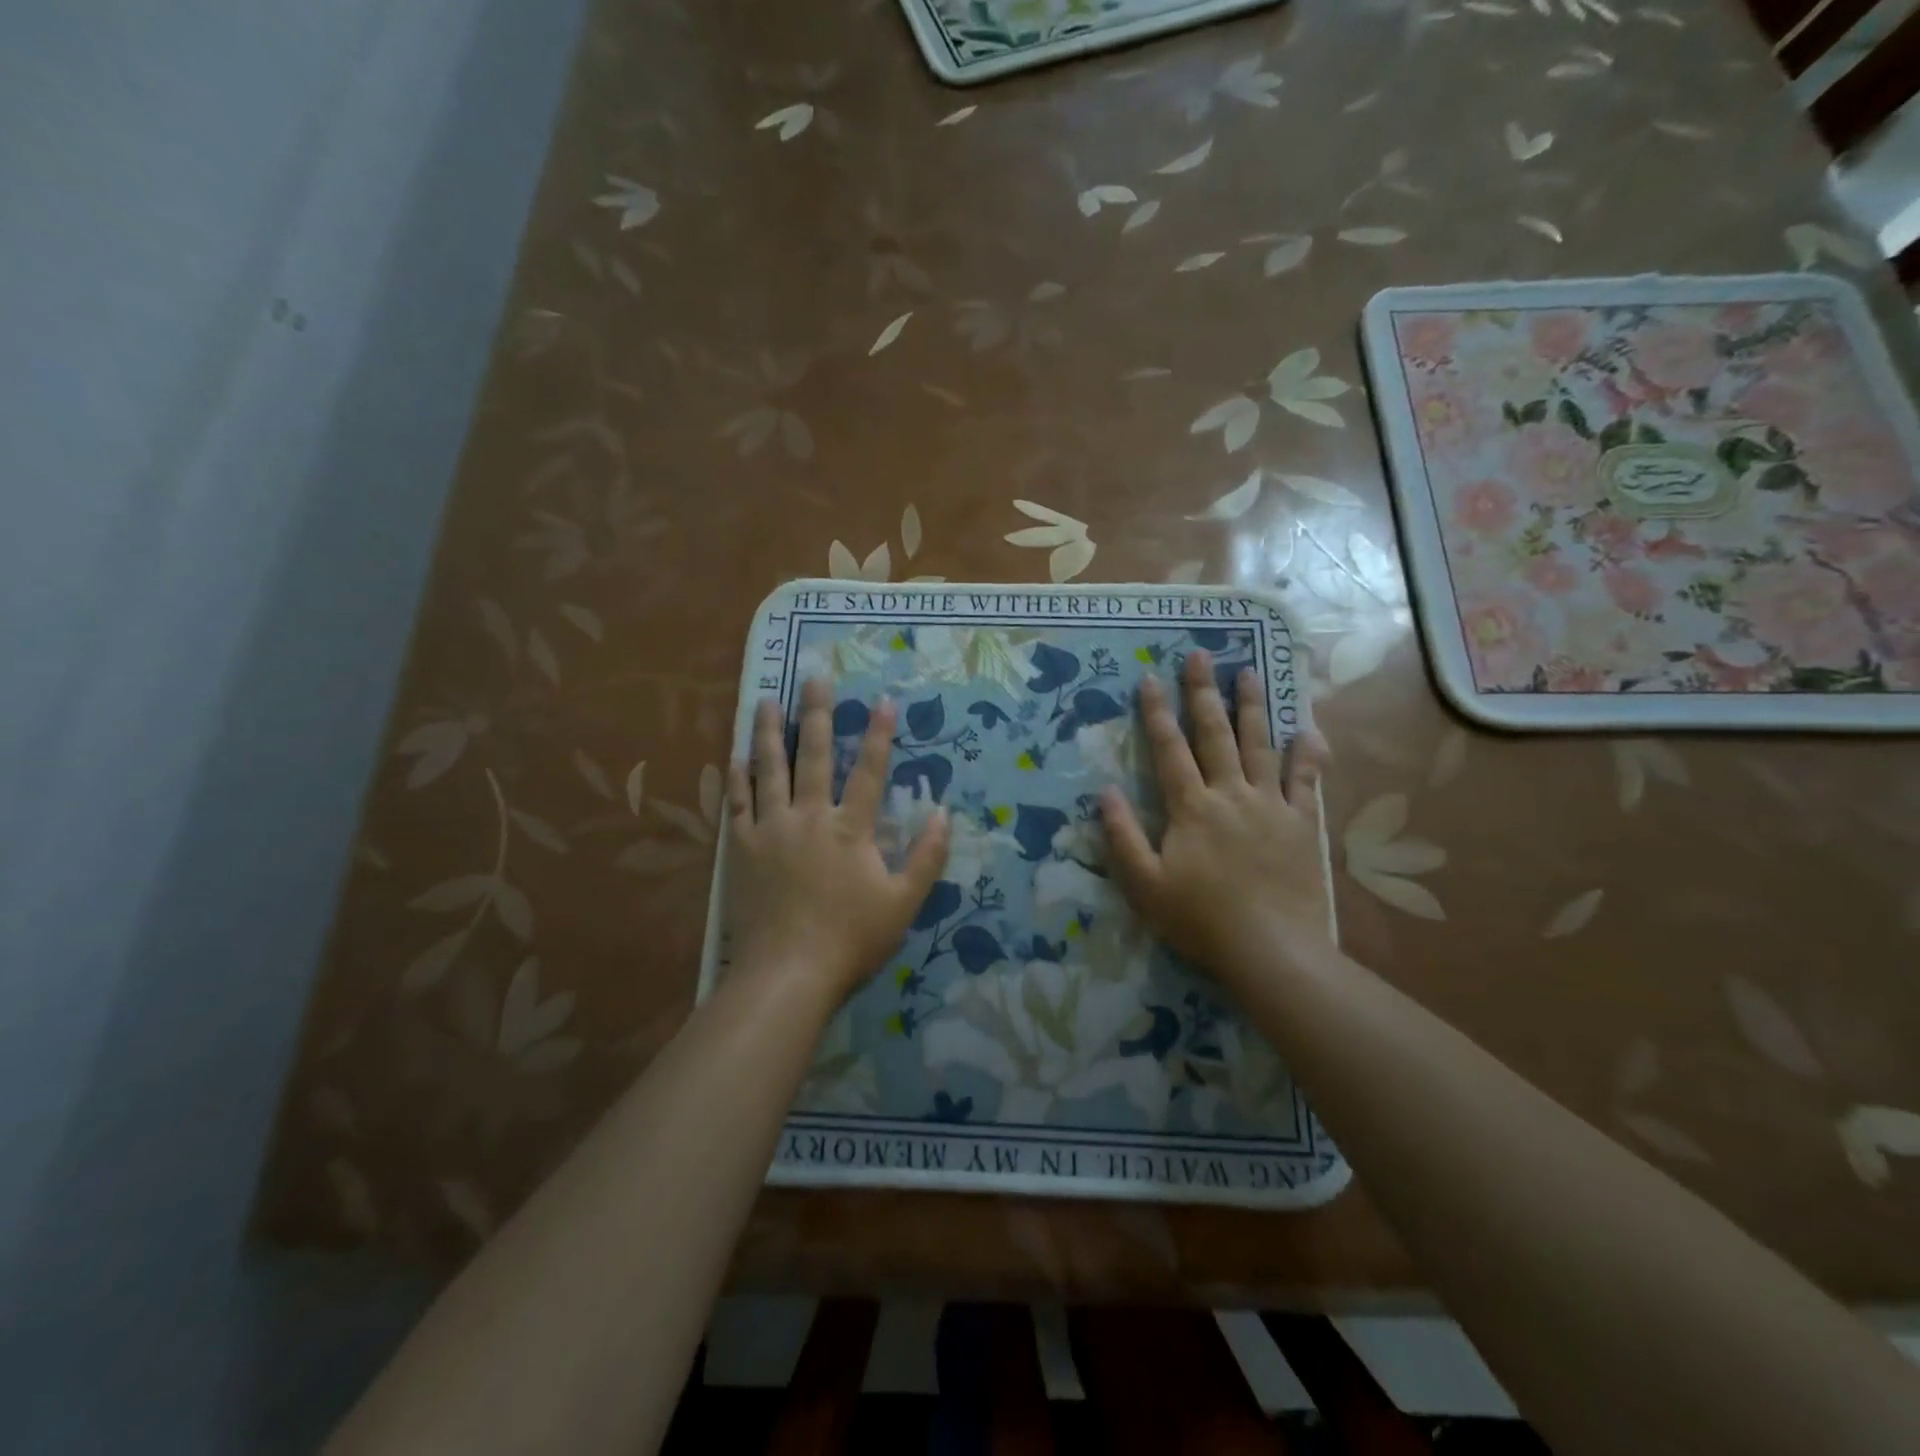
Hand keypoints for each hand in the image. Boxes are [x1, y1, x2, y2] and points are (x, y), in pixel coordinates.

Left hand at [726, 679, 951, 1003]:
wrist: (788, 973)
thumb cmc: (851, 939)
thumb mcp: (903, 903)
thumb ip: (927, 857)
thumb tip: (944, 813)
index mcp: (851, 828)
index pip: (870, 771)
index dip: (880, 734)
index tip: (883, 699)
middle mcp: (809, 816)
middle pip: (815, 755)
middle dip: (818, 713)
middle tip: (814, 677)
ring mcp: (770, 829)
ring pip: (769, 769)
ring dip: (770, 732)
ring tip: (767, 699)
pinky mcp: (740, 848)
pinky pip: (737, 803)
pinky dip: (737, 777)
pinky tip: (735, 755)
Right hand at [1099, 651, 1330, 992]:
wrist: (1270, 950)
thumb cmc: (1200, 919)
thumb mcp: (1144, 884)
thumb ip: (1123, 835)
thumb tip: (1104, 792)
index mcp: (1191, 807)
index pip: (1169, 749)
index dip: (1158, 712)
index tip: (1151, 678)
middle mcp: (1230, 794)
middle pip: (1215, 734)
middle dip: (1204, 693)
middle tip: (1201, 654)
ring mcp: (1270, 806)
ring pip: (1260, 746)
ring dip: (1252, 707)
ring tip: (1247, 672)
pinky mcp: (1302, 824)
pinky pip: (1306, 780)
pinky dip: (1307, 754)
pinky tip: (1307, 729)